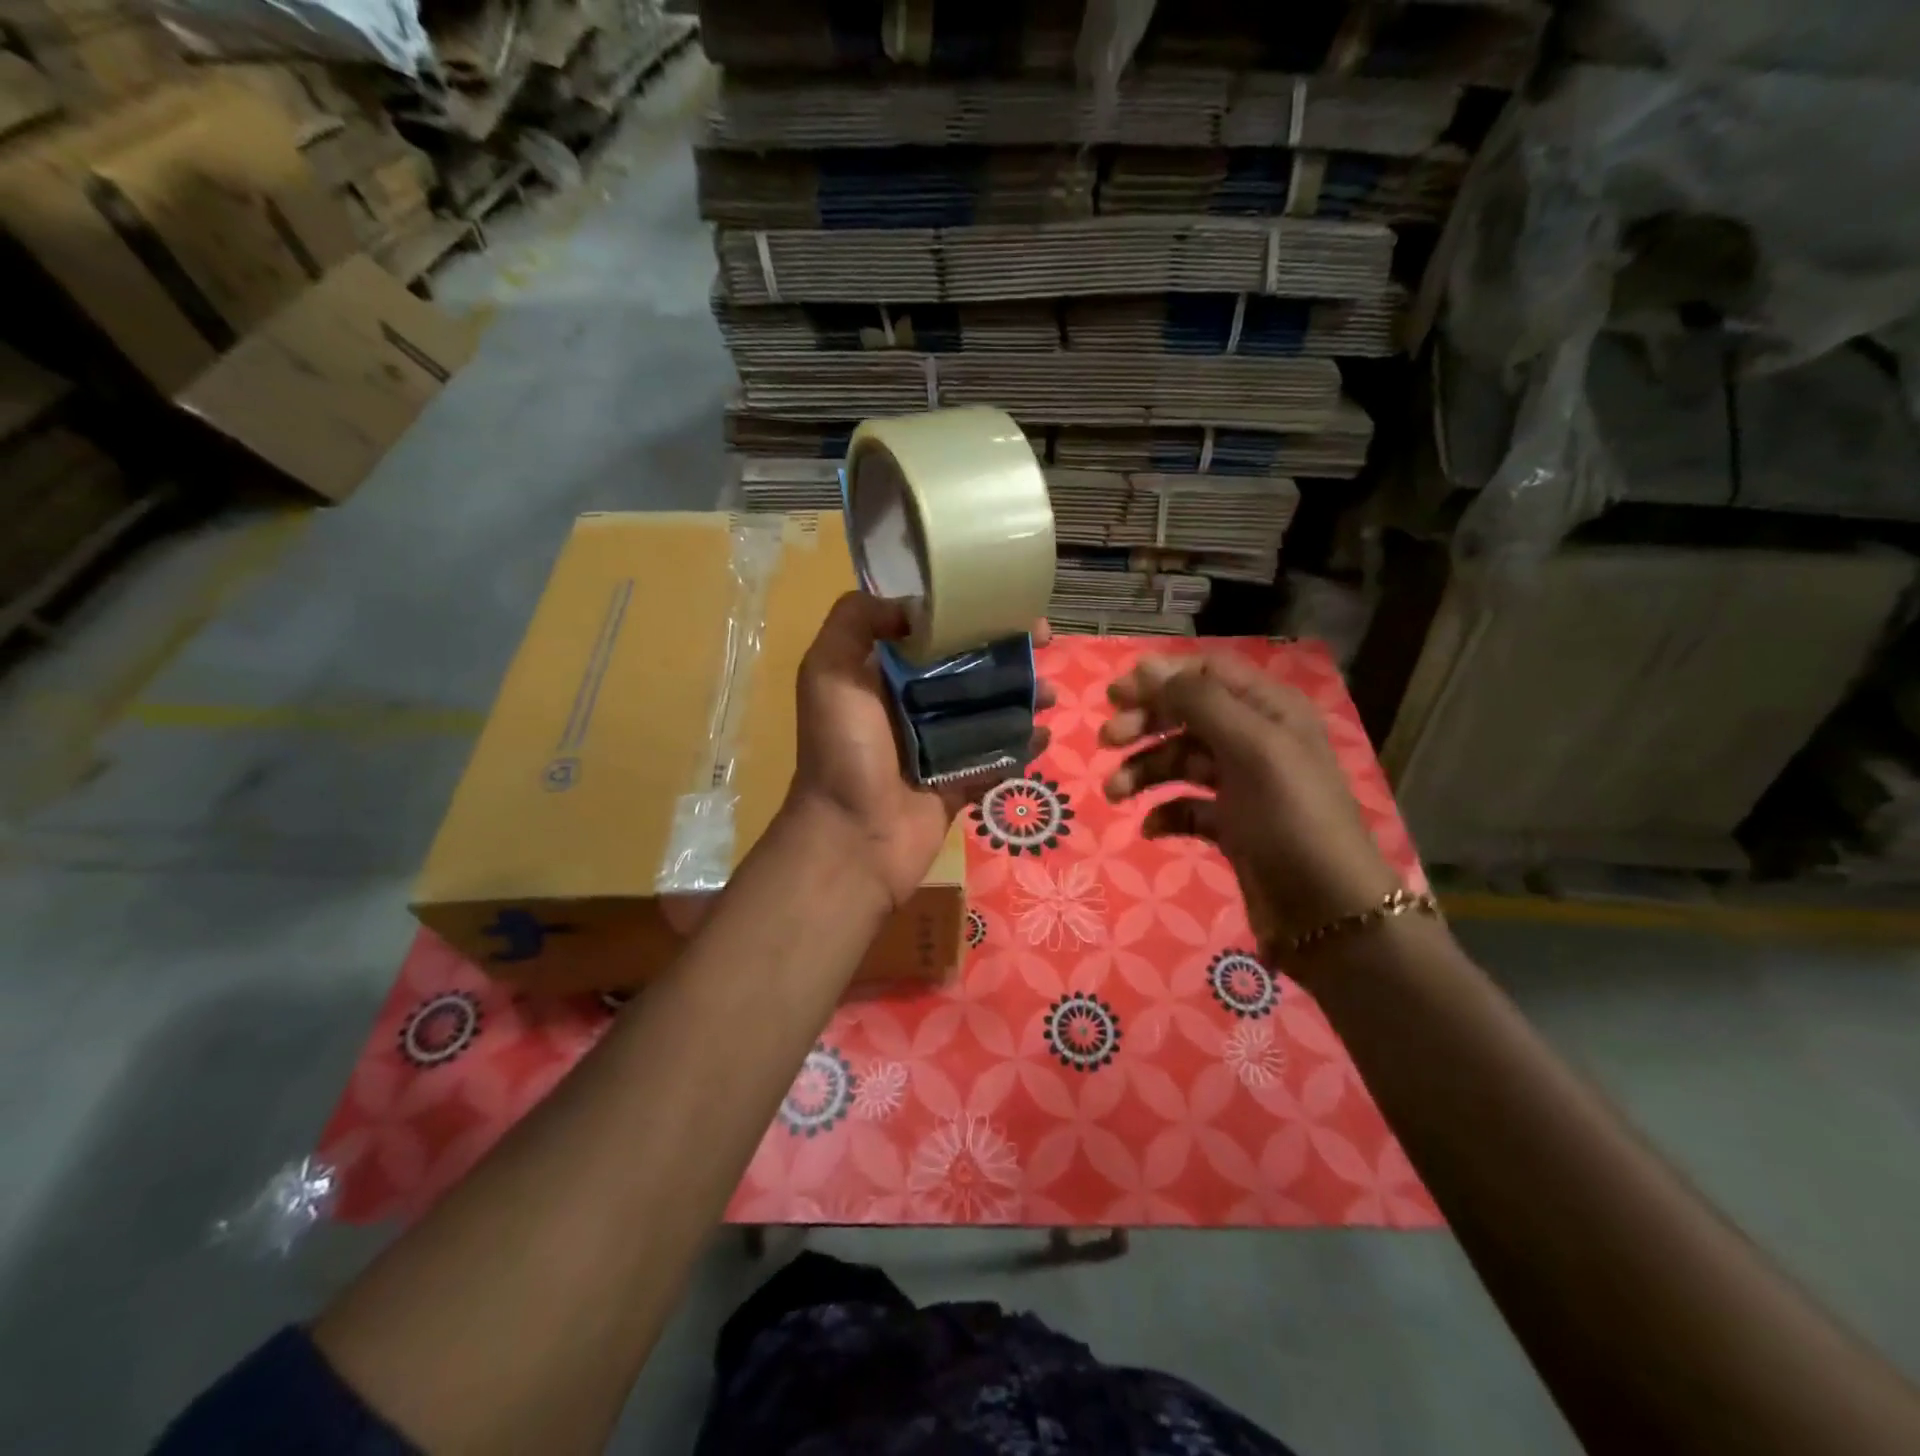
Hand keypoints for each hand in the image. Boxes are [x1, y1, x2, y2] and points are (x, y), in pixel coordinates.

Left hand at [786, 593, 1053, 909]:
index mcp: (883, 676)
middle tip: (1044, 644)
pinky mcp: (959, 782)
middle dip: (1007, 653)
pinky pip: (997, 758)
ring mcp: (938, 746)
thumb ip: (855, 622)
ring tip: (1050, 695)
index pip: (933, 634)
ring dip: (1023, 697)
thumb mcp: (828, 672)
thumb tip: (909, 605)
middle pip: (969, 668)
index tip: (1005, 603)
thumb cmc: (843, 750)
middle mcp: (912, 705)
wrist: (853, 837)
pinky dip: (1022, 747)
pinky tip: (1044, 736)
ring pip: (989, 711)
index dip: (969, 615)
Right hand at [1100, 653, 1401, 966]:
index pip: (1207, 671)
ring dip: (1144, 770)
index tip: (1116, 697)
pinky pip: (1186, 805)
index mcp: (1270, 708)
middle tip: (1107, 741)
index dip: (1160, 677)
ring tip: (1114, 793)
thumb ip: (1200, 702)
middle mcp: (1256, 738)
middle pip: (1187, 713)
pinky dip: (1164, 811)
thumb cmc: (1290, 818)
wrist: (1326, 912)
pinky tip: (1151, 828)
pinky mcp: (1231, 824)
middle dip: (1145, 723)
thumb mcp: (1251, 748)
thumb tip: (1147, 669)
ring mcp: (1243, 784)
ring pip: (1180, 760)